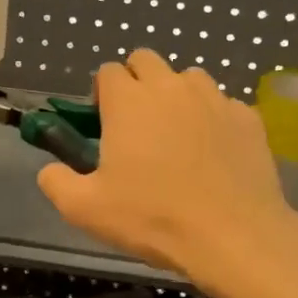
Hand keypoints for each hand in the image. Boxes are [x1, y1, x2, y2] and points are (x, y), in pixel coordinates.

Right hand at [37, 49, 297, 284]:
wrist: (232, 236)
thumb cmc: (152, 218)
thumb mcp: (85, 209)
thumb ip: (56, 182)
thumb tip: (50, 170)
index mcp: (129, 101)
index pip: (108, 71)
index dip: (102, 94)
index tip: (104, 125)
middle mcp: (171, 87)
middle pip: (146, 61)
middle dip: (136, 82)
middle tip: (136, 125)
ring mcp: (215, 99)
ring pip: (188, 78)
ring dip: (176, 96)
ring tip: (177, 136)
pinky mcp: (248, 117)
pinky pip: (223, 105)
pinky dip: (212, 119)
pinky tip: (213, 154)